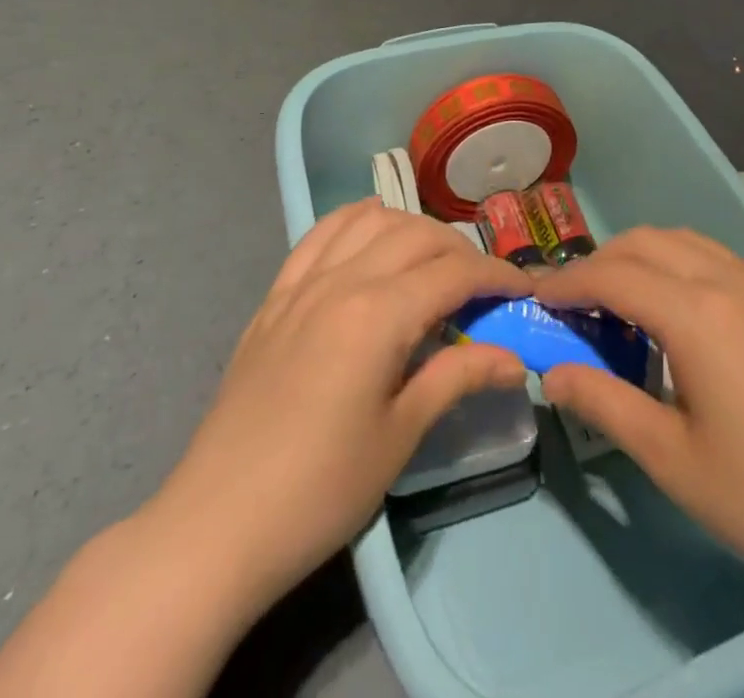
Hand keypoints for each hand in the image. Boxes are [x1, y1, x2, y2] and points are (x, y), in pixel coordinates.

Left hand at [156, 198, 531, 612]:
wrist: (218, 524)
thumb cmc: (320, 489)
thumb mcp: (400, 435)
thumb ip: (458, 377)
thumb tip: (515, 357)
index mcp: (377, 314)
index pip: (453, 272)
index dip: (497, 275)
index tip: (525, 290)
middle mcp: (341, 280)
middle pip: (416, 235)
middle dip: (460, 251)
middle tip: (483, 288)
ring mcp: (302, 283)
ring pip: (369, 219)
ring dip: (411, 228)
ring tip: (431, 262)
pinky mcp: (275, 296)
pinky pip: (320, 233)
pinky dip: (355, 220)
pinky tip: (371, 231)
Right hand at [535, 227, 743, 616]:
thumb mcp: (671, 459)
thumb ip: (602, 403)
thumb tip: (551, 372)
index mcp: (699, 315)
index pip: (614, 275)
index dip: (569, 282)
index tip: (537, 297)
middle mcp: (733, 281)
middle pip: (648, 242)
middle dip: (603, 262)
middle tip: (577, 303)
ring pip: (688, 242)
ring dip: (645, 258)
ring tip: (626, 303)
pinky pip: (724, 262)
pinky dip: (686, 268)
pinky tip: (687, 317)